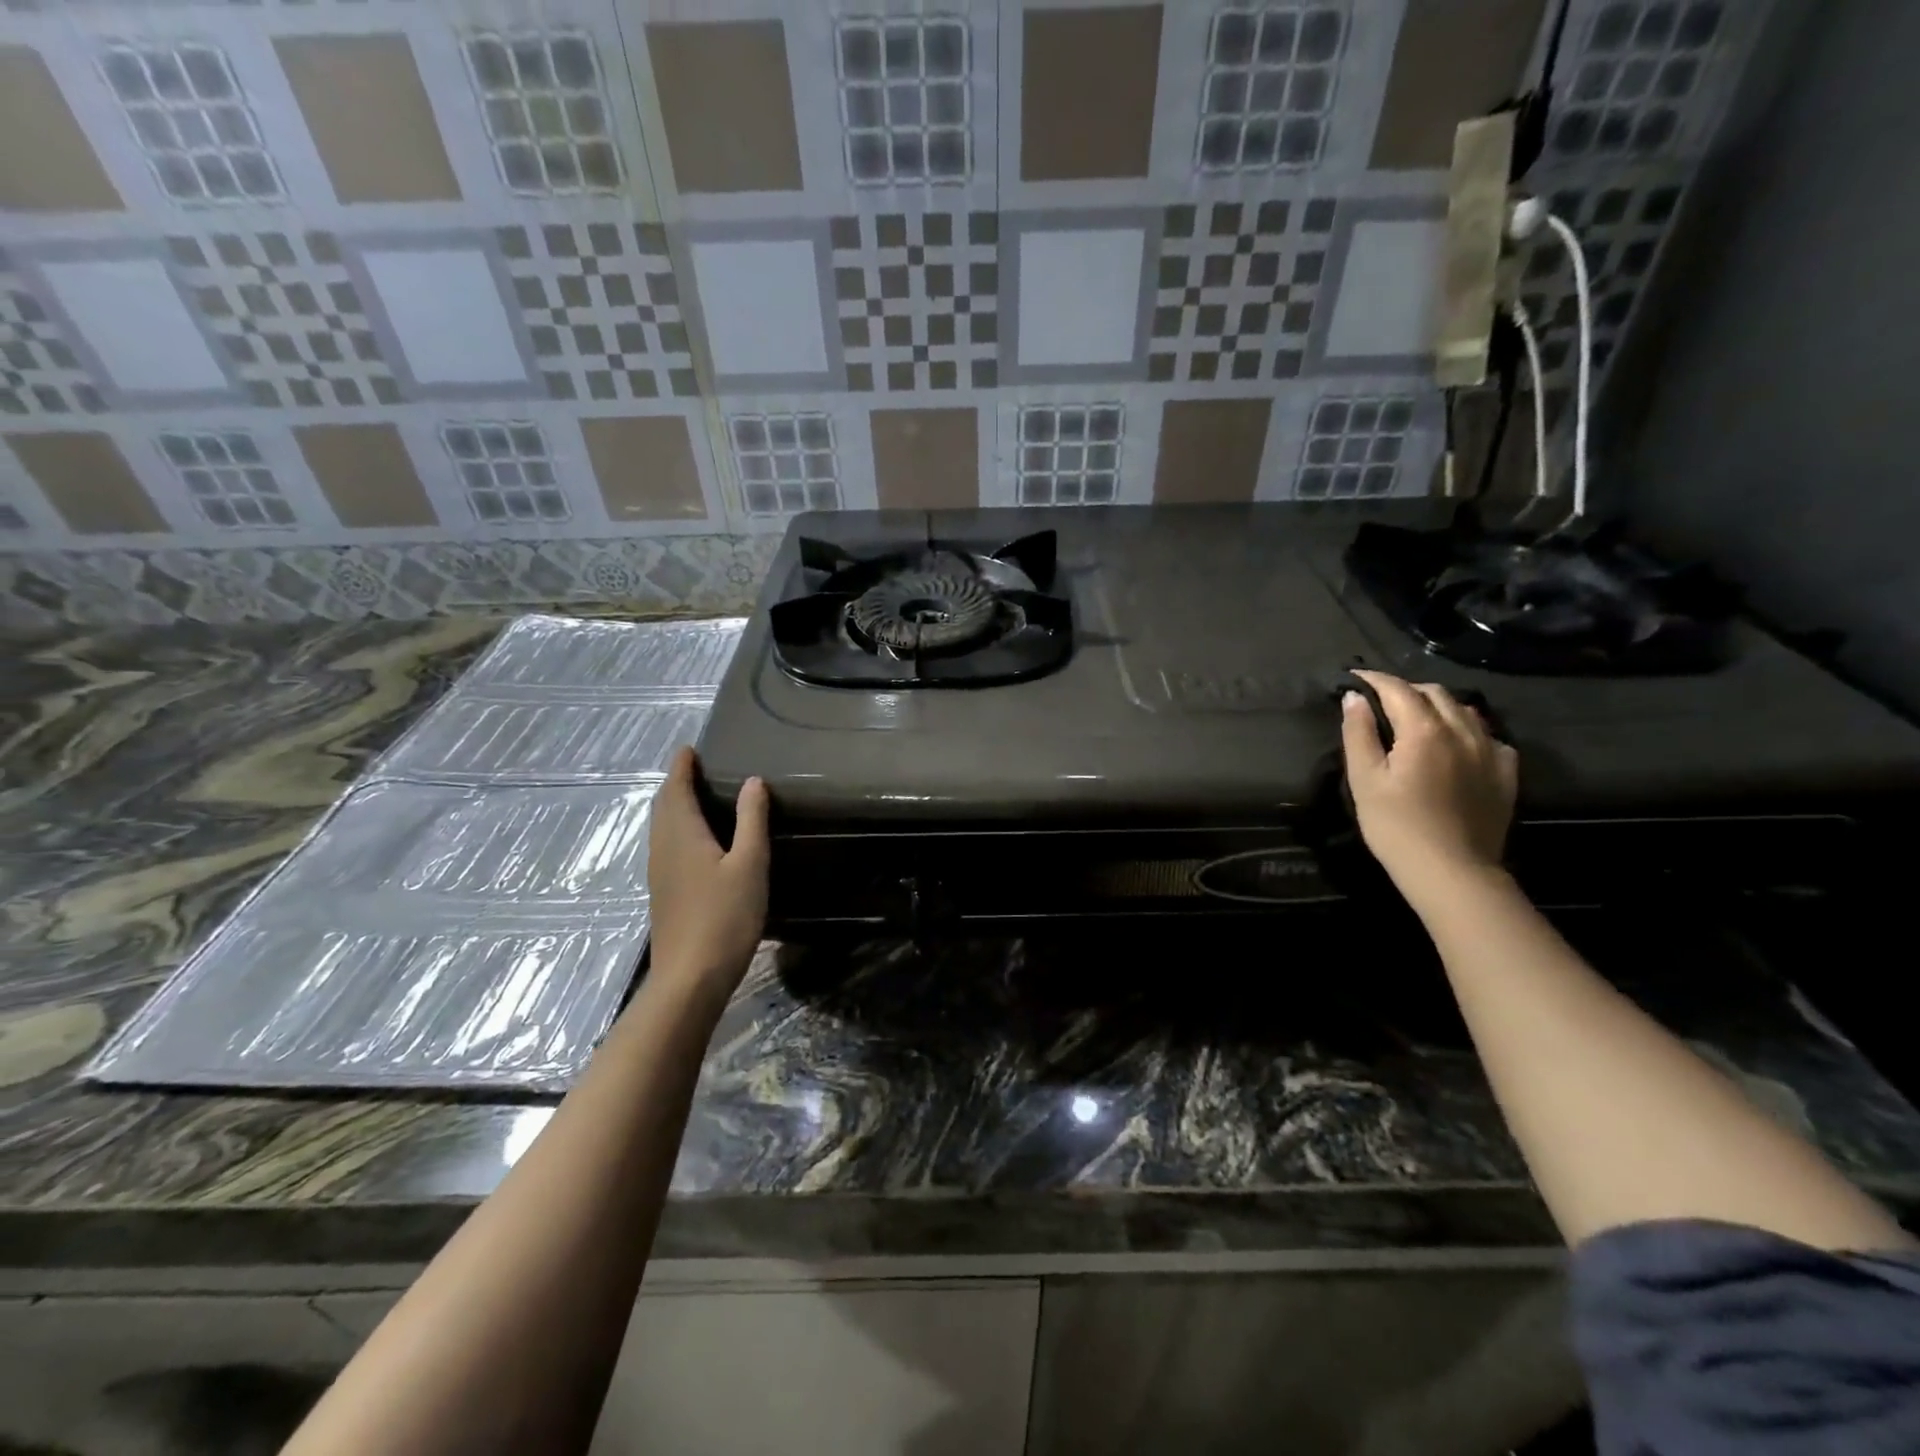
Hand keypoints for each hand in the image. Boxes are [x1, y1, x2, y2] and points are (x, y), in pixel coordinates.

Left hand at [646, 748, 769, 1000]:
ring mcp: (660, 872)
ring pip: (662, 827)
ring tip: (697, 796)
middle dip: (675, 783)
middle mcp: (663, 848)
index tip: (689, 748)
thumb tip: (753, 782)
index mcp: (682, 834)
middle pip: (663, 806)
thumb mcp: (749, 864)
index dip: (681, 767)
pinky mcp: (664, 892)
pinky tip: (697, 840)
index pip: (675, 789)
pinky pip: (666, 845)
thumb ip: (751, 821)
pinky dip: (677, 828)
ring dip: (674, 806)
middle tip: (695, 768)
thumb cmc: (725, 916)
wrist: (691, 977)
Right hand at [1342, 670, 1518, 901]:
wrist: (1453, 871)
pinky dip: (1468, 729)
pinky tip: (1458, 744)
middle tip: (1380, 699)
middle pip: (1434, 694)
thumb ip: (1359, 733)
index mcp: (1424, 729)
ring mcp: (1490, 751)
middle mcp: (1462, 730)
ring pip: (1465, 711)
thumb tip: (1353, 698)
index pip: (1397, 689)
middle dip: (1405, 689)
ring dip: (1437, 705)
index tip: (1354, 677)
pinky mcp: (1505, 774)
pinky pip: (1489, 736)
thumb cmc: (1396, 826)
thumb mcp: (1365, 780)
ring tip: (1417, 716)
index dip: (1374, 679)